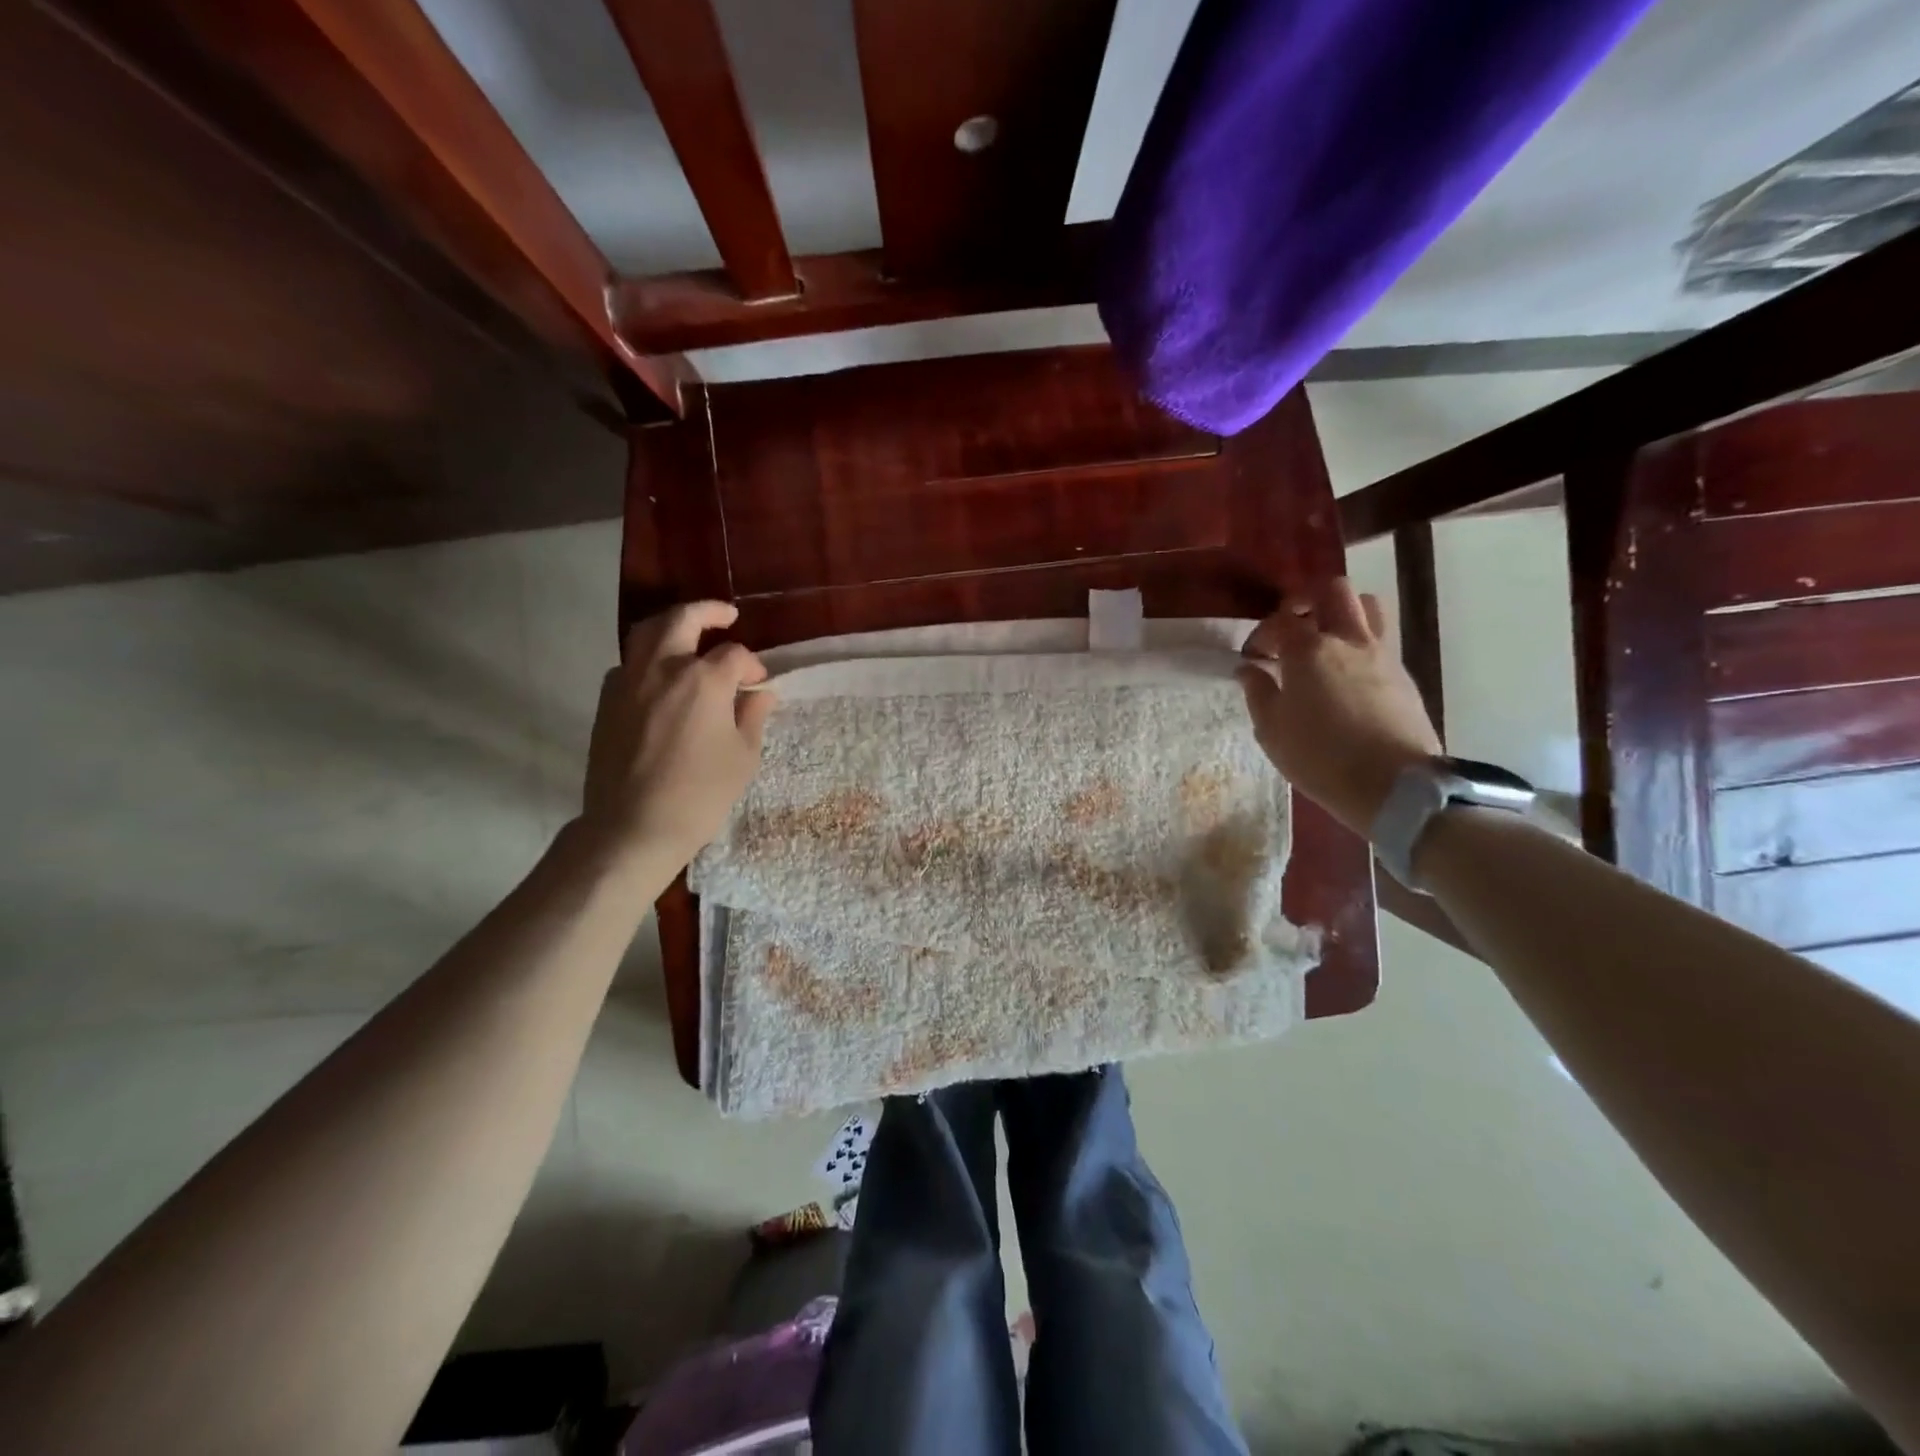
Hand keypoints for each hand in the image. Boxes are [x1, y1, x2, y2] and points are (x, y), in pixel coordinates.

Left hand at [577, 601, 774, 875]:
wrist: (633, 827)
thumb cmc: (700, 794)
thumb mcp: (743, 757)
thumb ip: (753, 716)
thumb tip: (760, 693)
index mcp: (704, 680)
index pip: (735, 655)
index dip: (753, 666)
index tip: (760, 685)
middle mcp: (663, 668)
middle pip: (683, 619)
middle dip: (708, 611)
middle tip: (726, 615)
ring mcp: (628, 681)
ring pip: (647, 633)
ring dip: (672, 626)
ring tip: (689, 634)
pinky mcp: (606, 701)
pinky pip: (628, 664)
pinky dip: (648, 659)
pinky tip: (662, 679)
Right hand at [1237, 579, 1442, 837]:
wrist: (1393, 785)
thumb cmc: (1320, 758)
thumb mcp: (1271, 731)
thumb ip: (1258, 693)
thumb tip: (1248, 669)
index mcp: (1308, 651)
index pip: (1280, 620)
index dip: (1262, 633)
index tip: (1253, 657)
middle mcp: (1347, 640)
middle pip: (1332, 591)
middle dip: (1306, 600)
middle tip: (1291, 627)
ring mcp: (1381, 654)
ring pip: (1366, 605)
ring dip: (1342, 612)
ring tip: (1324, 640)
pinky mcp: (1403, 674)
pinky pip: (1381, 639)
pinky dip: (1360, 642)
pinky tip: (1347, 673)